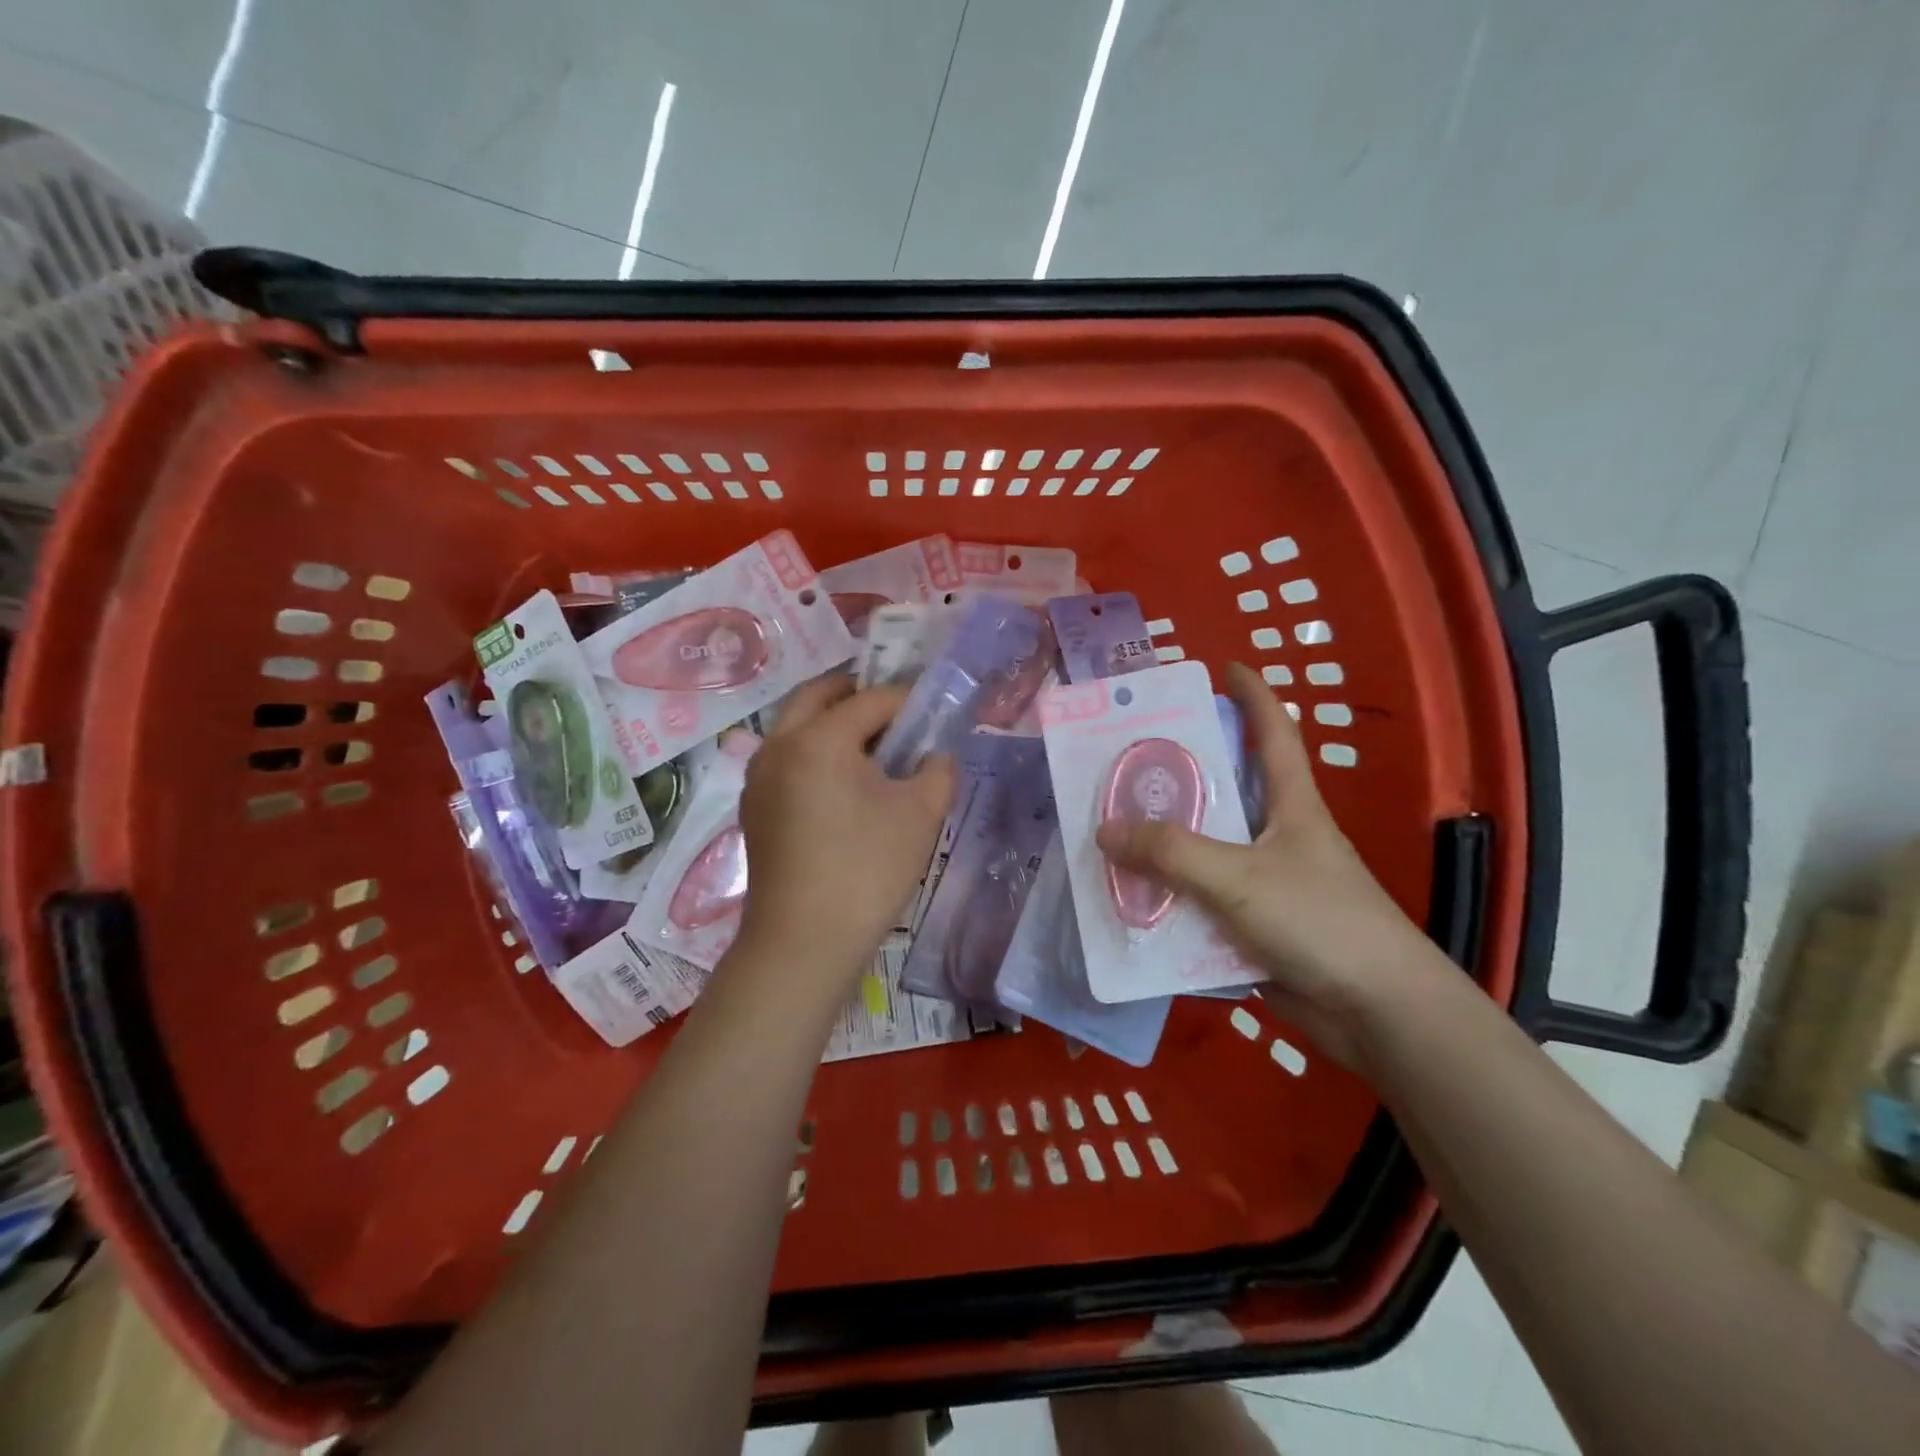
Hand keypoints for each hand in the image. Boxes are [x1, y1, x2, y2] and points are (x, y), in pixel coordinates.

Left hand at [734, 676, 955, 999]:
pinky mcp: (754, 809)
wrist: (803, 942)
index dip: (907, 701)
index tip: (932, 710)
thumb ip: (938, 770)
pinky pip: (784, 759)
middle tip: (891, 708)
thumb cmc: (866, 870)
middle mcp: (779, 746)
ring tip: (869, 744)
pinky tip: (840, 782)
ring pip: (793, 727)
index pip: (870, 701)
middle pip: (816, 697)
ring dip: (828, 721)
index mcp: (818, 738)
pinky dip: (811, 751)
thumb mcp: (920, 814)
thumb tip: (935, 756)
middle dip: (854, 693)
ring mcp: (758, 778)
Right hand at [1095, 662, 1442, 1065]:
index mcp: (1291, 805)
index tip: (1224, 666)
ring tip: (1111, 830)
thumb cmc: (1320, 922)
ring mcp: (1266, 883)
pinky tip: (1130, 902)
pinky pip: (1200, 903)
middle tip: (1126, 758)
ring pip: (1205, 852)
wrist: (1377, 1014)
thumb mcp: (1239, 877)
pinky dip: (1168, 901)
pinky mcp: (1254, 927)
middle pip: (1224, 791)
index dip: (1252, 695)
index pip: (1273, 733)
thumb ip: (1171, 853)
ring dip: (1163, 846)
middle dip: (1180, 772)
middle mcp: (1278, 836)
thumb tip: (1104, 830)